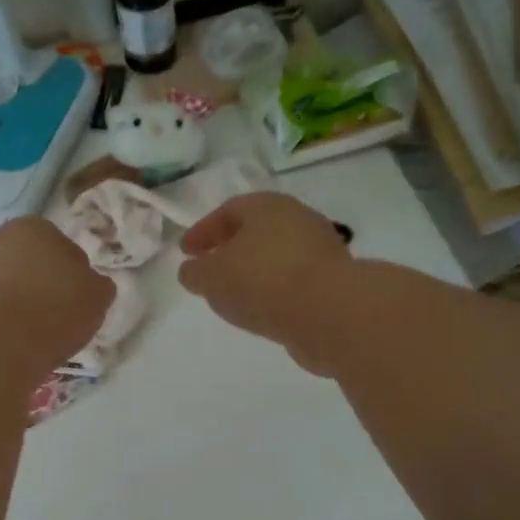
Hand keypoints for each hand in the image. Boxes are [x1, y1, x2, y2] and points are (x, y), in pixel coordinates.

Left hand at [0, 217, 113, 372]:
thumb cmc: (56, 308)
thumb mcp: (98, 296)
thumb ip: (98, 285)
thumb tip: (91, 285)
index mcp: (35, 227)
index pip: (65, 248)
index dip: (76, 275)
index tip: (80, 300)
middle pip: (32, 265)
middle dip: (45, 286)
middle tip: (60, 317)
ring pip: (9, 287)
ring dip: (21, 304)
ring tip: (37, 336)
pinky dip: (3, 322)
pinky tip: (14, 343)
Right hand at [178, 193, 352, 372]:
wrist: (330, 312)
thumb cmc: (262, 281)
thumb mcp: (211, 277)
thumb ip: (195, 273)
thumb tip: (193, 271)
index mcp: (267, 206)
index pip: (228, 211)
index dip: (203, 231)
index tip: (186, 252)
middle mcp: (297, 220)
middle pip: (256, 232)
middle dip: (230, 250)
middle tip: (211, 271)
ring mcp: (320, 251)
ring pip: (276, 258)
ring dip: (253, 274)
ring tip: (235, 297)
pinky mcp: (333, 283)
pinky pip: (293, 283)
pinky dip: (274, 293)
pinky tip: (263, 312)